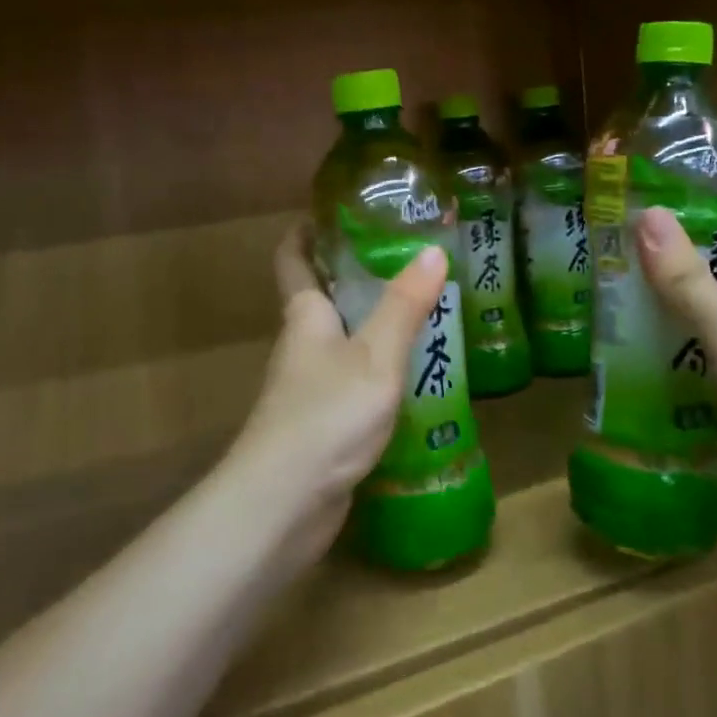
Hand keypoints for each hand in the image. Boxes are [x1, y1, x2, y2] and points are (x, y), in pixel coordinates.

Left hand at [221, 222, 447, 568]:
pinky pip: (350, 381)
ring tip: (421, 310)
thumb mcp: (375, 356)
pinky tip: (412, 375)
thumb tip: (433, 251)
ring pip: (339, 342)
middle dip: (354, 275)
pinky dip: (376, 369)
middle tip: (405, 258)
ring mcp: (307, 389)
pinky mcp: (320, 425)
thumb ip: (404, 307)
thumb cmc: (326, 415)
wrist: (283, 505)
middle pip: (320, 297)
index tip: (334, 211)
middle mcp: (301, 345)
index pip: (293, 258)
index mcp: (304, 316)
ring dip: (370, 324)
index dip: (306, 231)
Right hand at [635, 176, 716, 556]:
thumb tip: (645, 216)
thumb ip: (688, 279)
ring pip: (710, 296)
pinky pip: (703, 341)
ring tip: (607, 267)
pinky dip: (671, 332)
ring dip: (668, 285)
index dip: (713, 178)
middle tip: (612, 220)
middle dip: (676, 233)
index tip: (656, 167)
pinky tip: (627, 330)